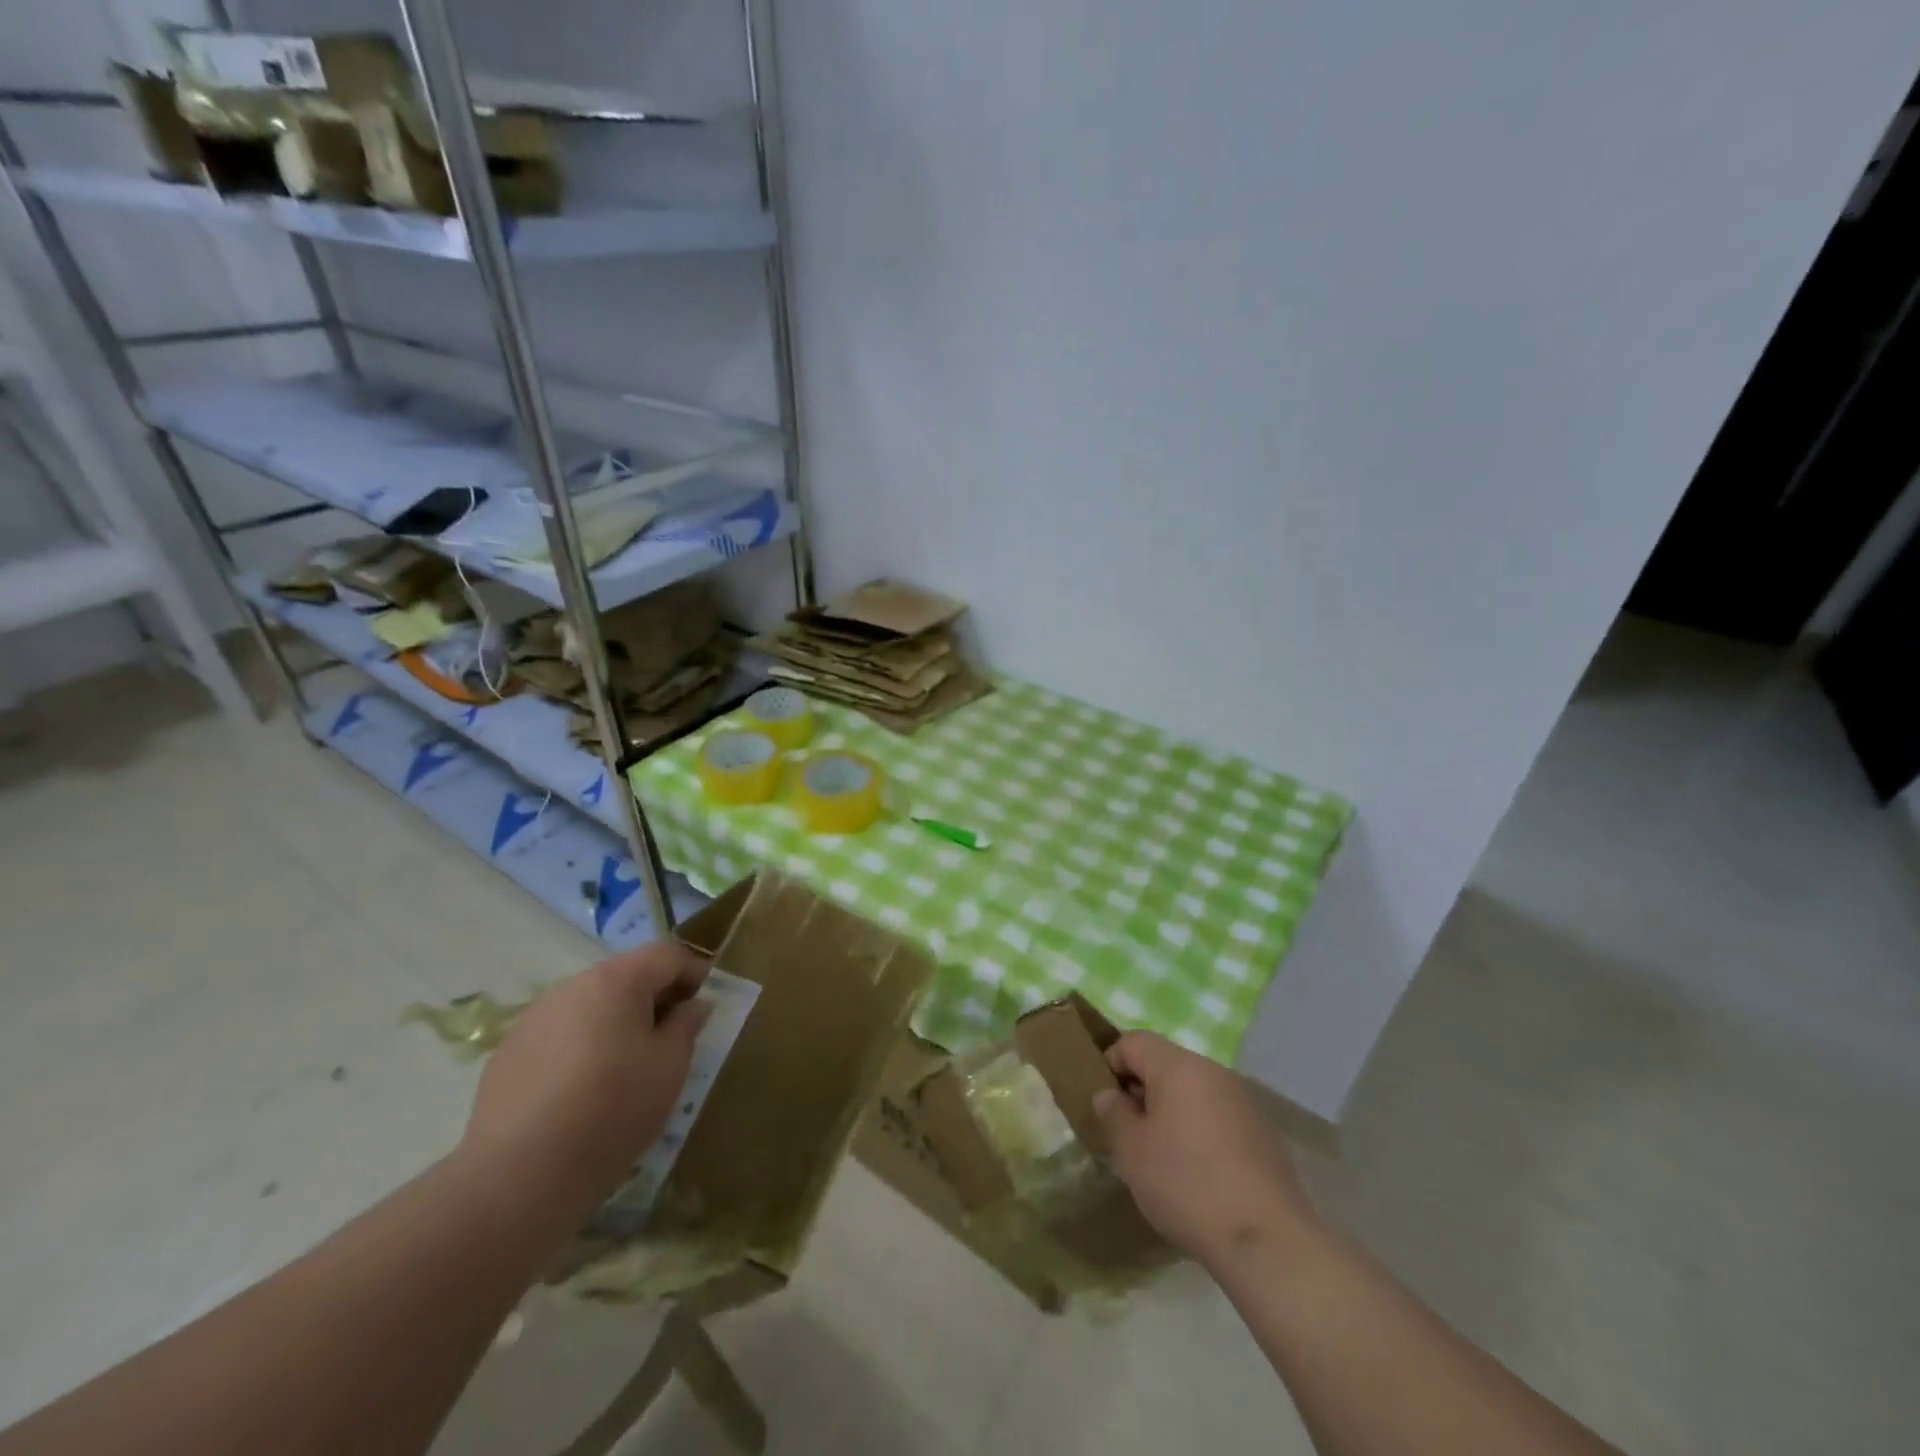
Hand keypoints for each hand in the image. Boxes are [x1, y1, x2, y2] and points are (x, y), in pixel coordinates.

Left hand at [455, 944, 711, 1232]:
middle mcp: (572, 986)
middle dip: (654, 996)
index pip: (666, 955)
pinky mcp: (509, 1053)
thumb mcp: (670, 1067)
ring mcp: (534, 1018)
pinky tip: (585, 1088)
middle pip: (625, 975)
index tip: (705, 1001)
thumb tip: (693, 1004)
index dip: (693, 971)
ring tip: (628, 1064)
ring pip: (590, 1005)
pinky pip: (560, 1034)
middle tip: (672, 1034)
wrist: (519, 1175)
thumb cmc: (612, 1109)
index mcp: (617, 980)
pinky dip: (582, 1045)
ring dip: (616, 1020)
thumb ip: (686, 1025)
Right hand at [1093, 1031, 1317, 1269]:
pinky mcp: (1264, 1133)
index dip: (1110, 1063)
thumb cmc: (1187, 1185)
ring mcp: (1244, 1101)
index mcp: (1179, 1066)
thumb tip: (1109, 1094)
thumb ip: (1113, 1113)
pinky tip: (1198, 1173)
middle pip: (1166, 1064)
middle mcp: (1214, 1072)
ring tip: (1161, 1156)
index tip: (1104, 1102)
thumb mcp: (1132, 1151)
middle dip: (1141, 1090)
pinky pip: (1218, 1116)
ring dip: (1171, 1111)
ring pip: (1193, 1091)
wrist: (1267, 1241)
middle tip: (1128, 1133)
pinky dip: (1200, 1131)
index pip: (1134, 1041)